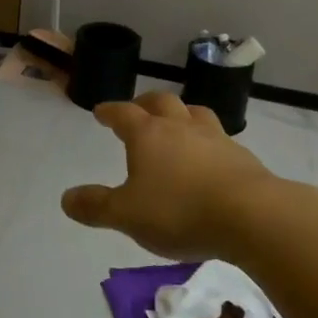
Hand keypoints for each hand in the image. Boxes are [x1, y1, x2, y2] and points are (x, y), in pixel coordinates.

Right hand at [60, 92, 287, 260]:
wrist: (251, 215)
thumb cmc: (179, 211)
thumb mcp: (127, 215)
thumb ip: (96, 206)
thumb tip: (66, 198)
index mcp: (148, 134)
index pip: (123, 113)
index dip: (110, 111)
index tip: (101, 112)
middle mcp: (180, 126)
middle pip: (161, 101)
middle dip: (145, 103)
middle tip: (138, 110)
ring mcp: (215, 138)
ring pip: (194, 112)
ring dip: (181, 114)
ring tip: (177, 124)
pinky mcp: (241, 156)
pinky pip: (219, 138)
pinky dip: (207, 140)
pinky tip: (209, 157)